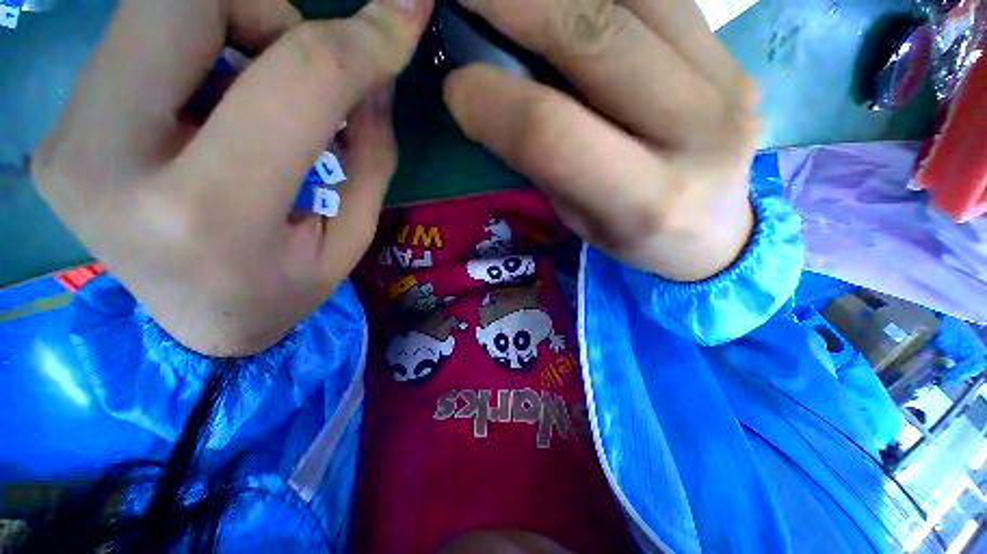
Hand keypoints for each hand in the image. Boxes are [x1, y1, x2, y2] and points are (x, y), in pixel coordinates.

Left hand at [32, 0, 433, 356]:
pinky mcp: (58, 130)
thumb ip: (370, 152)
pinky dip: (196, 49)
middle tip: (296, 64)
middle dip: (266, 9)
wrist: (197, 327)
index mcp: (209, 211)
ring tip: (254, 97)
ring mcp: (67, 139)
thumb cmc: (286, 289)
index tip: (405, 16)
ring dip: (231, 25)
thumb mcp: (352, 237)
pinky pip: (137, 38)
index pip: (295, 79)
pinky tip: (210, 108)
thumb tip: (377, 68)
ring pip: (154, 4)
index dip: (361, 39)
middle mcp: (110, 160)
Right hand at [444, 0, 758, 281]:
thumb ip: (544, 161)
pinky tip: (570, 0)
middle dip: (515, 5)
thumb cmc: (633, 237)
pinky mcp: (735, 56)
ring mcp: (728, 83)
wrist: (714, 232)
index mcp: (644, 202)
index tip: (455, 88)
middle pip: (595, 41)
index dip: (493, 103)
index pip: (553, 135)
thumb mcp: (578, 220)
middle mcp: (697, 136)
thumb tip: (496, 93)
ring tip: (513, 0)